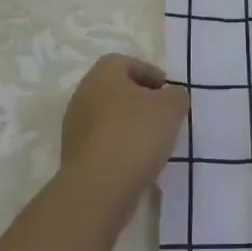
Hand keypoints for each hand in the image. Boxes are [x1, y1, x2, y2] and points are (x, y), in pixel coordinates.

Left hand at [59, 54, 188, 197]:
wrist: (99, 188)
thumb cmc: (136, 135)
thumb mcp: (171, 108)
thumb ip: (176, 95)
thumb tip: (171, 97)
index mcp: (102, 75)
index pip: (125, 62)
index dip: (149, 73)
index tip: (168, 91)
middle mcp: (83, 95)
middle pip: (116, 90)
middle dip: (141, 100)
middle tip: (163, 115)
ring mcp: (75, 127)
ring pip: (109, 118)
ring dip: (130, 125)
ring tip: (154, 142)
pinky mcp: (75, 156)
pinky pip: (103, 143)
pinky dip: (121, 146)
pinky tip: (138, 161)